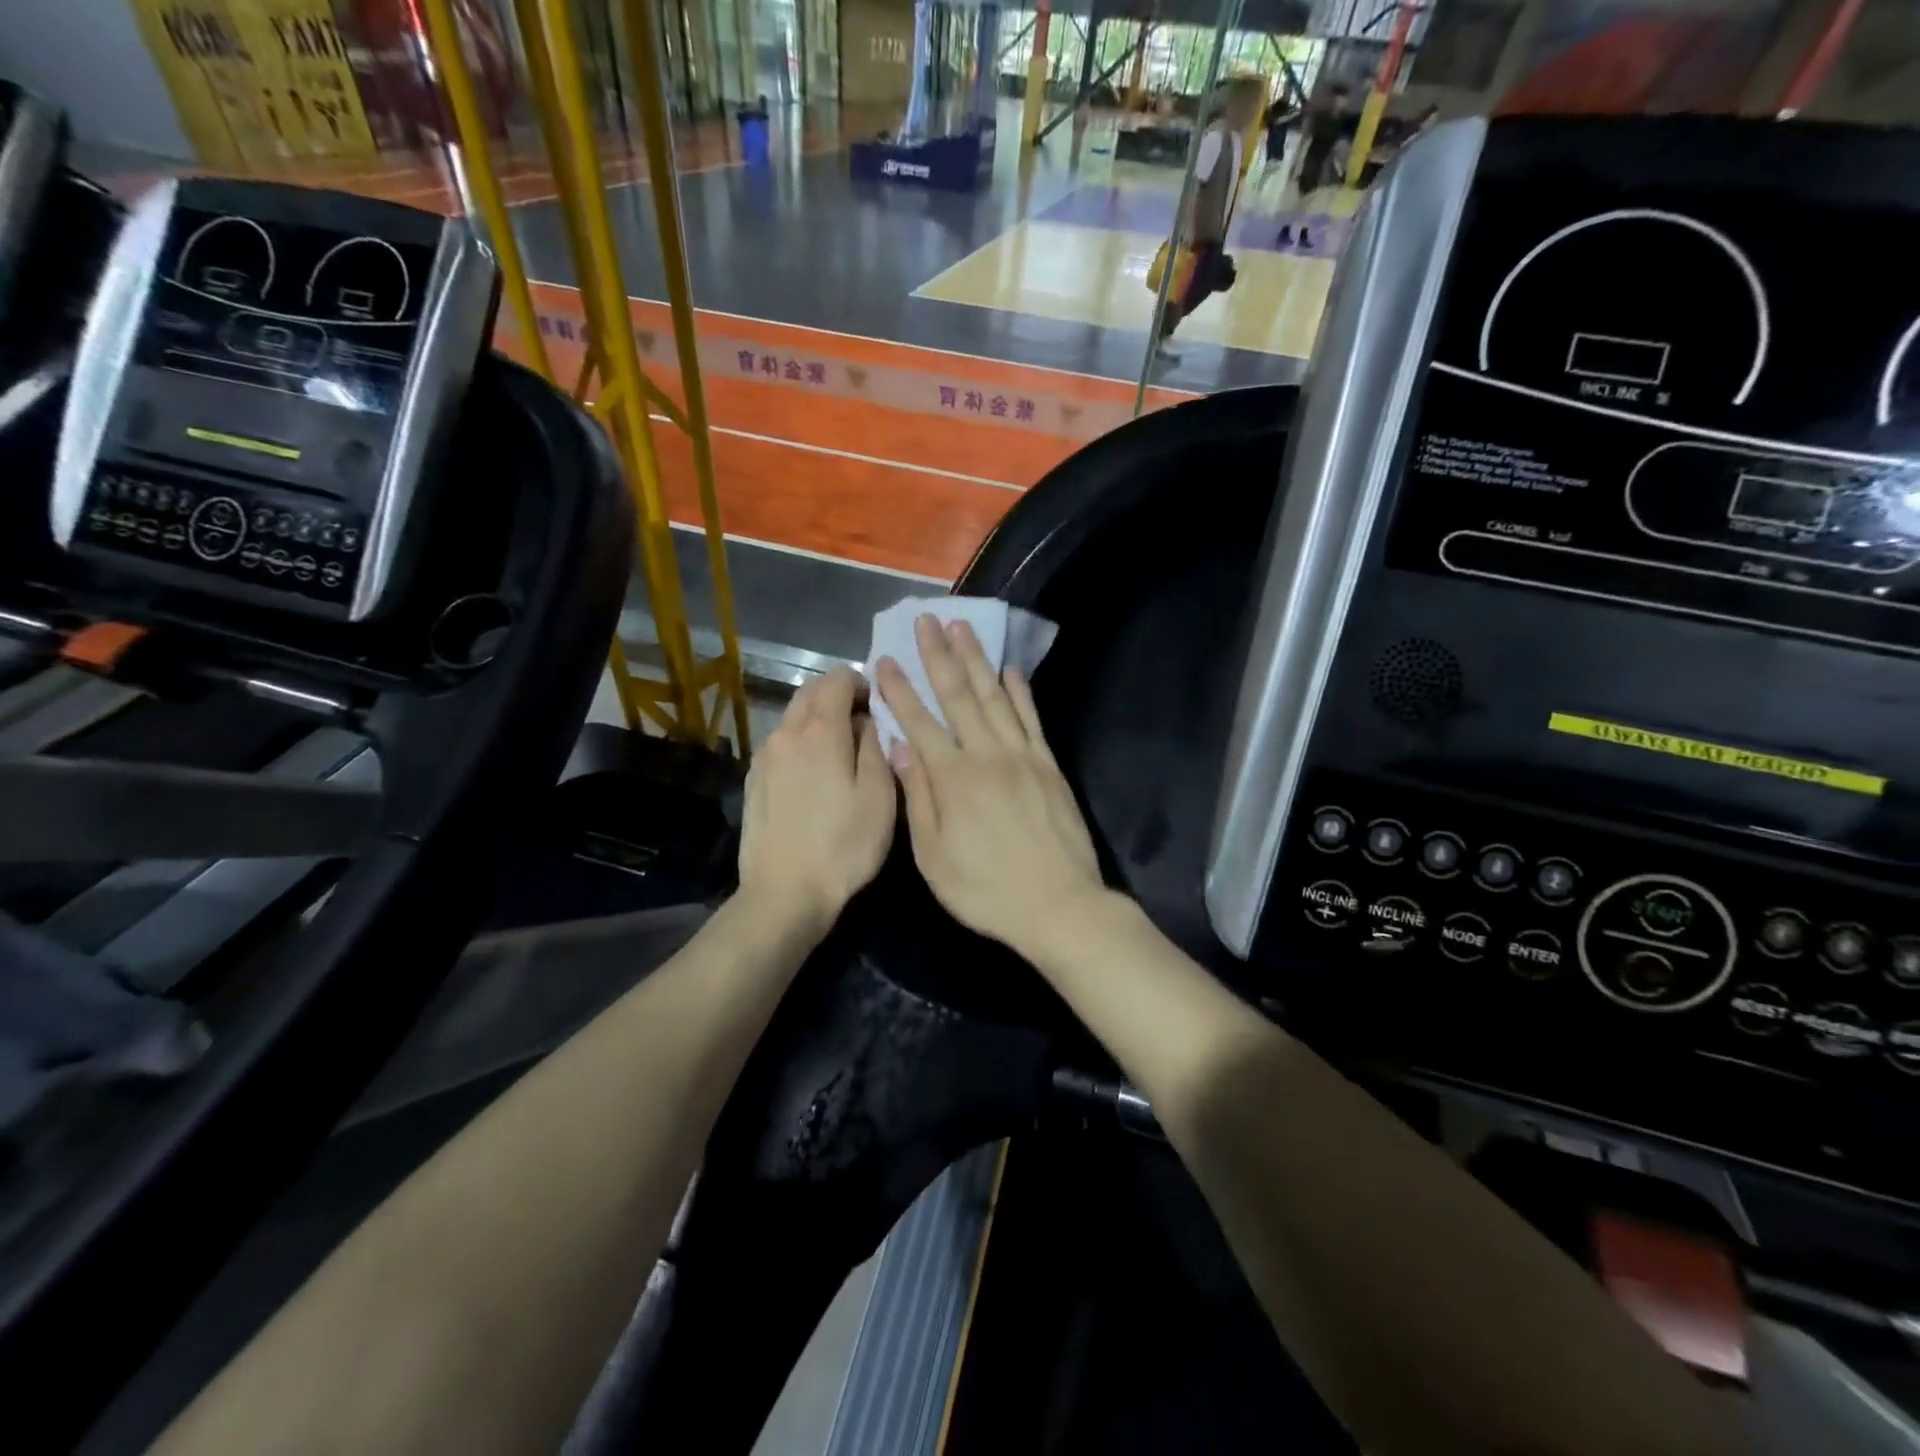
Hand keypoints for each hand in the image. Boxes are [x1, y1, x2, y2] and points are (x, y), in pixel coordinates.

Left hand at [738, 666, 895, 931]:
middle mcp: (786, 733)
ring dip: (817, 718)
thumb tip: (868, 720)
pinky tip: (814, 774)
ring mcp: (764, 757)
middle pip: (810, 692)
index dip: (861, 681)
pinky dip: (800, 742)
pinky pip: (781, 744)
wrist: (785, 893)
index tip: (878, 704)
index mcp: (820, 731)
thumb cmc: (844, 845)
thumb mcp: (879, 796)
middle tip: (863, 721)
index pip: (837, 679)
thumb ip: (876, 746)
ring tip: (841, 749)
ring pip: (792, 717)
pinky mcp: (753, 781)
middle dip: (837, 694)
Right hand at [876, 616, 1104, 957]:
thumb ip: (918, 798)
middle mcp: (986, 756)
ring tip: (963, 627)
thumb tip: (900, 747)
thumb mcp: (934, 857)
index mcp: (953, 779)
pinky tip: (1010, 669)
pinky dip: (1019, 692)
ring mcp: (1022, 757)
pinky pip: (1031, 719)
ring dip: (977, 660)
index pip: (919, 722)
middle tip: (927, 620)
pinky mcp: (1048, 765)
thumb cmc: (986, 890)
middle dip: (939, 656)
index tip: (884, 659)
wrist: (1058, 905)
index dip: (900, 689)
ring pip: (994, 697)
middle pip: (958, 696)